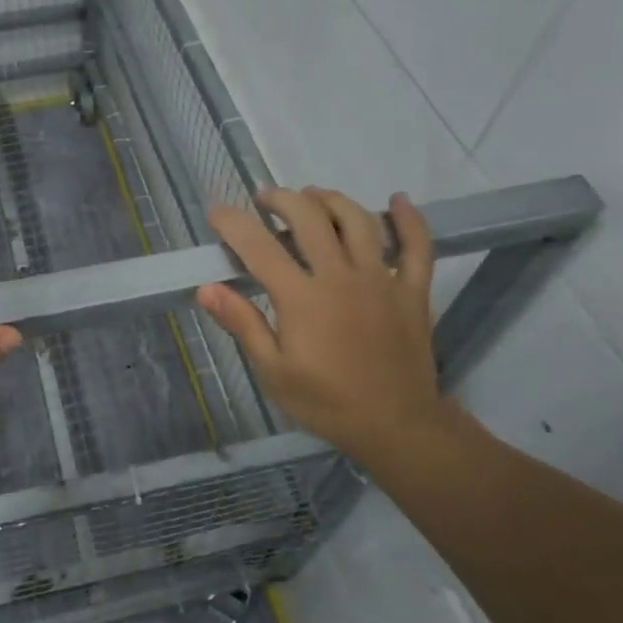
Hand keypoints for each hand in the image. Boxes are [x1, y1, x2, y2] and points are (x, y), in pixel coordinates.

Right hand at [197, 187, 442, 467]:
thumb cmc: (326, 402)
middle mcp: (340, 276)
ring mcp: (381, 279)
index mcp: (302, 297)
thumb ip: (242, 323)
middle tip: (265, 200)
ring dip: (331, 200)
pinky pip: (416, 247)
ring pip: (358, 221)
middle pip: (309, 218)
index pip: (258, 247)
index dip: (233, 223)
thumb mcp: (273, 371)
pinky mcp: (412, 290)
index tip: (216, 211)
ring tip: (313, 196)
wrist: (397, 427)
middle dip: (282, 200)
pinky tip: (398, 201)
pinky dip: (410, 220)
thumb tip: (206, 288)